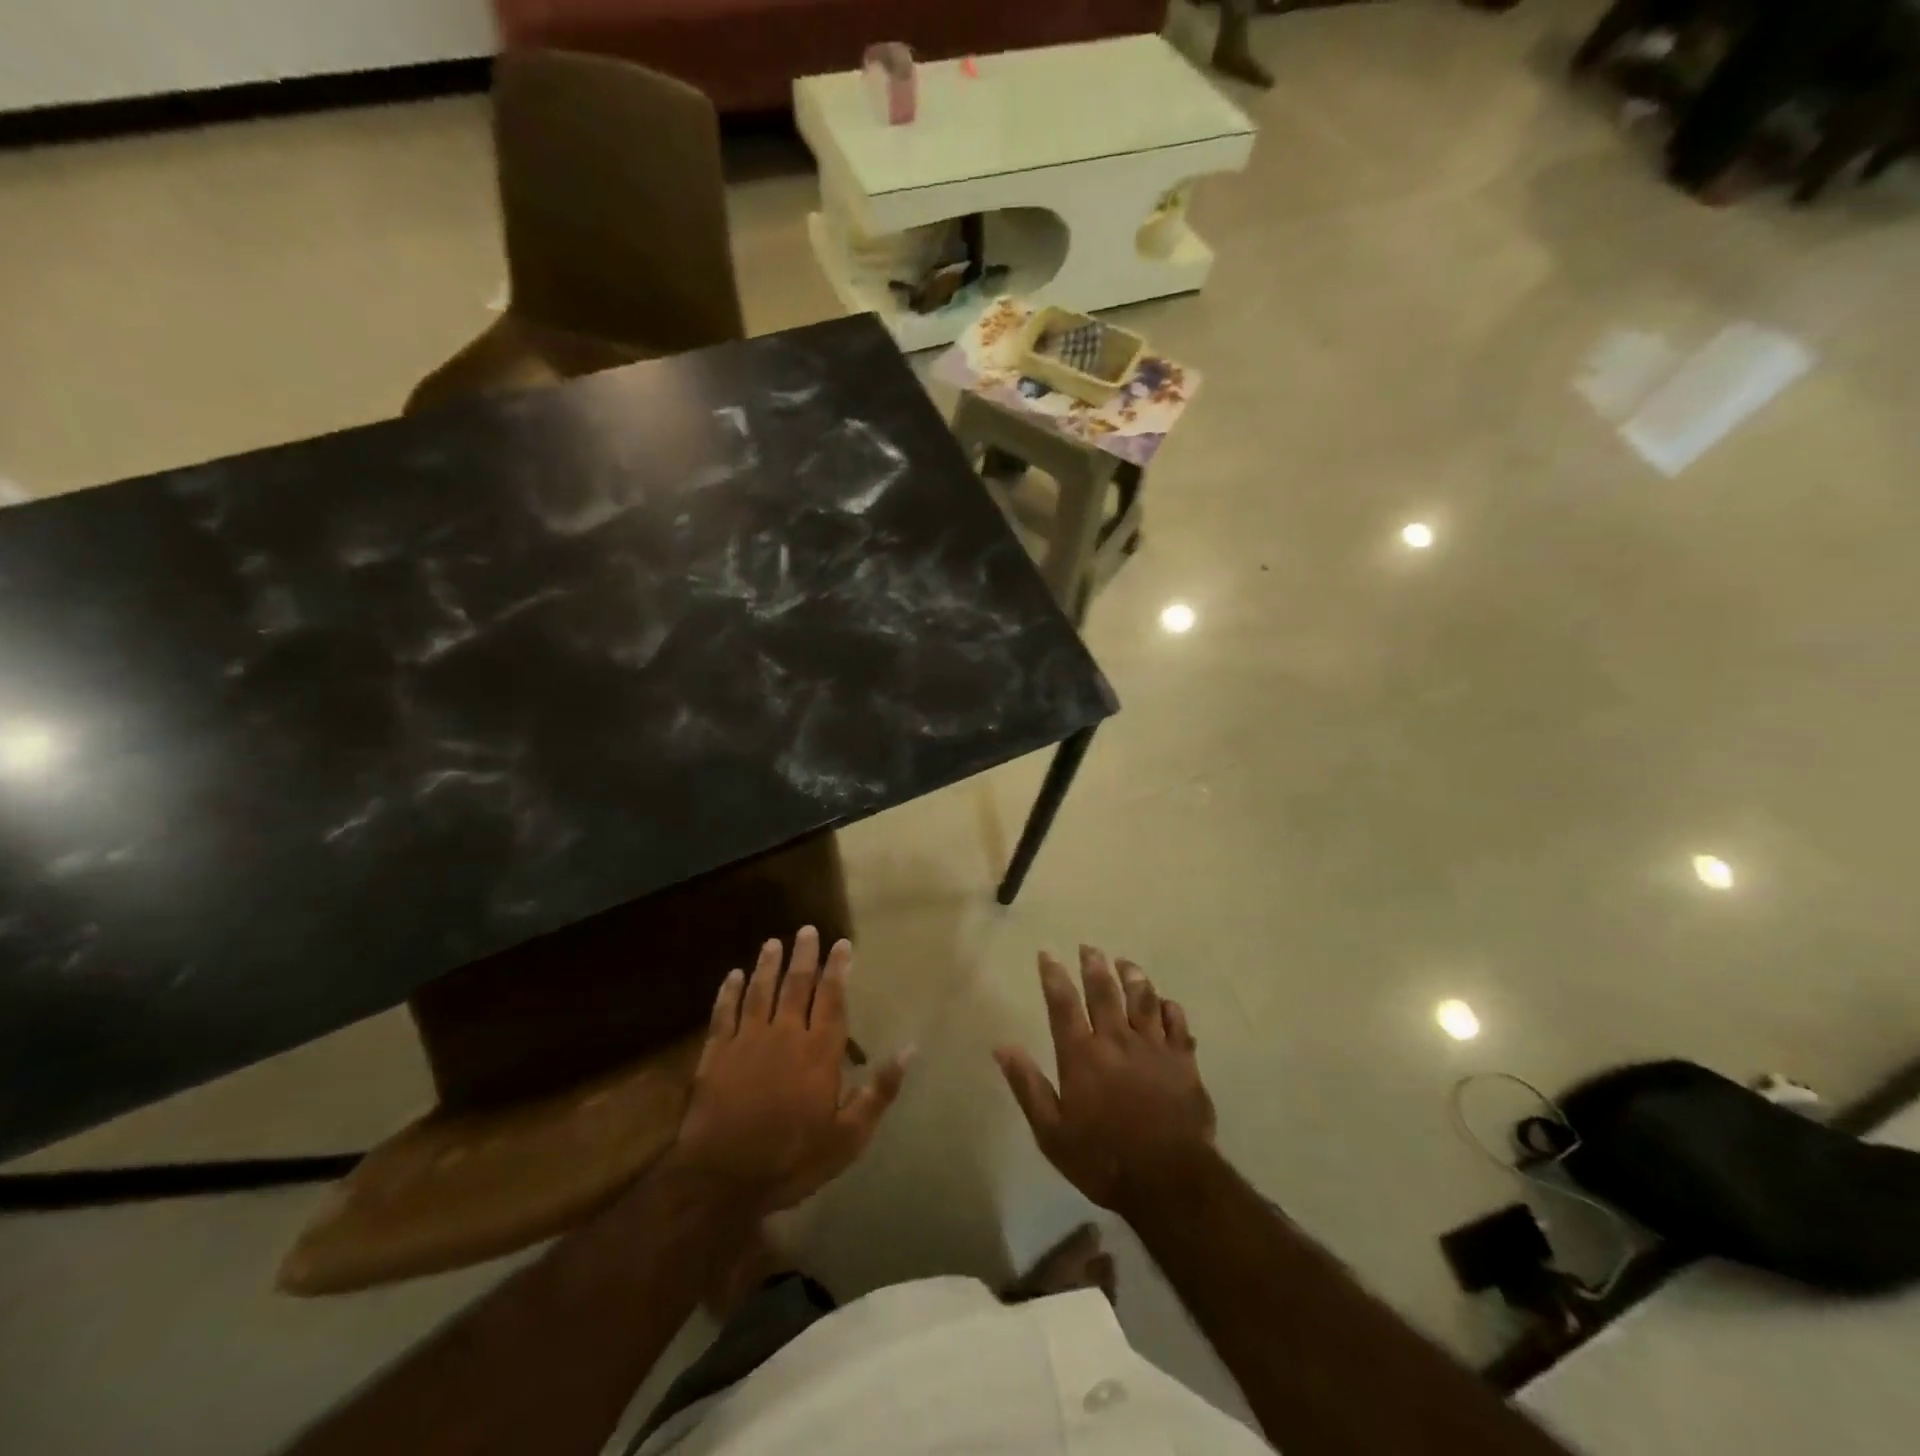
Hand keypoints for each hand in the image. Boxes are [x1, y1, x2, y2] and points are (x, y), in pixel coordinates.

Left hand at [671, 927, 908, 1214]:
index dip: (837, 969)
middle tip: (807, 930)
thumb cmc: (792, 1159)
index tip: (841, 944)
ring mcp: (747, 1041)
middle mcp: (785, 1034)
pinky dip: (729, 992)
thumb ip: (879, 1091)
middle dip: (804, 956)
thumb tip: (909, 1050)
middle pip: (796, 985)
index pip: (832, 998)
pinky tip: (733, 975)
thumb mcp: (848, 1136)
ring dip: (768, 965)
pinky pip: (724, 1013)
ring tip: (773, 943)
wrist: (723, 1180)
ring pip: (760, 991)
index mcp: (819, 1051)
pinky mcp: (716, 1054)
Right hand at [996, 946, 1215, 1216]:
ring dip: (1133, 976)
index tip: (1048, 954)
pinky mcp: (1183, 1061)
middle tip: (1089, 947)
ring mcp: (1153, 1047)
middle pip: (1104, 991)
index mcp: (1081, 1055)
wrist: (1169, 1180)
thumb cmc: (1103, 1159)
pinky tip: (1165, 1002)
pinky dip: (1169, 1008)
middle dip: (1094, 965)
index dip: (1053, 975)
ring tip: (1125, 963)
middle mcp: (1116, 1040)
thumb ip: (1028, 1086)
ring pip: (1143, 998)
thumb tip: (1003, 1047)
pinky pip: (1177, 1023)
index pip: (1063, 1004)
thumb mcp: (1052, 1133)